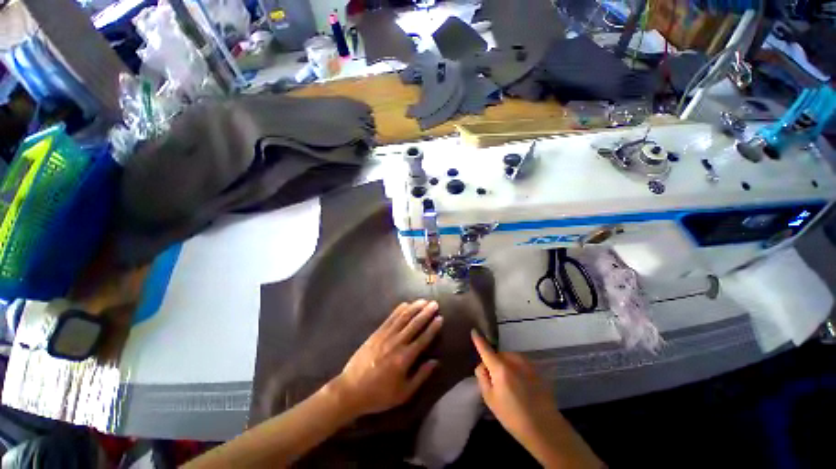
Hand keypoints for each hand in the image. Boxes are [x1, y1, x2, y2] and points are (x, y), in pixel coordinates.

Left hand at [330, 300, 441, 417]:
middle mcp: (396, 343)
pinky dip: (398, 310)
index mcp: (404, 358)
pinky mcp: (376, 333)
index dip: (433, 327)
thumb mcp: (403, 393)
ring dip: (414, 308)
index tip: (440, 318)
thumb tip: (435, 362)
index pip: (423, 338)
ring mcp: (385, 336)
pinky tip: (405, 304)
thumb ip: (421, 376)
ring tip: (423, 301)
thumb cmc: (379, 394)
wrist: (351, 390)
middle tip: (435, 304)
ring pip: (403, 317)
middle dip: (426, 312)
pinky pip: (390, 318)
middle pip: (414, 324)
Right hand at [471, 331, 601, 467]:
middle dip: (494, 362)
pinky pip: (520, 363)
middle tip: (496, 382)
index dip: (479, 340)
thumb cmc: (513, 416)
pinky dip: (516, 368)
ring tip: (510, 385)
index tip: (474, 331)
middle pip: (498, 355)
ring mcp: (526, 363)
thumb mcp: (490, 399)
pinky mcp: (535, 369)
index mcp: (500, 369)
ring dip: (506, 365)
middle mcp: (513, 361)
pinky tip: (520, 385)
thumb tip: (482, 365)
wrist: (544, 427)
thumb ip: (482, 377)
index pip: (486, 350)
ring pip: (509, 357)